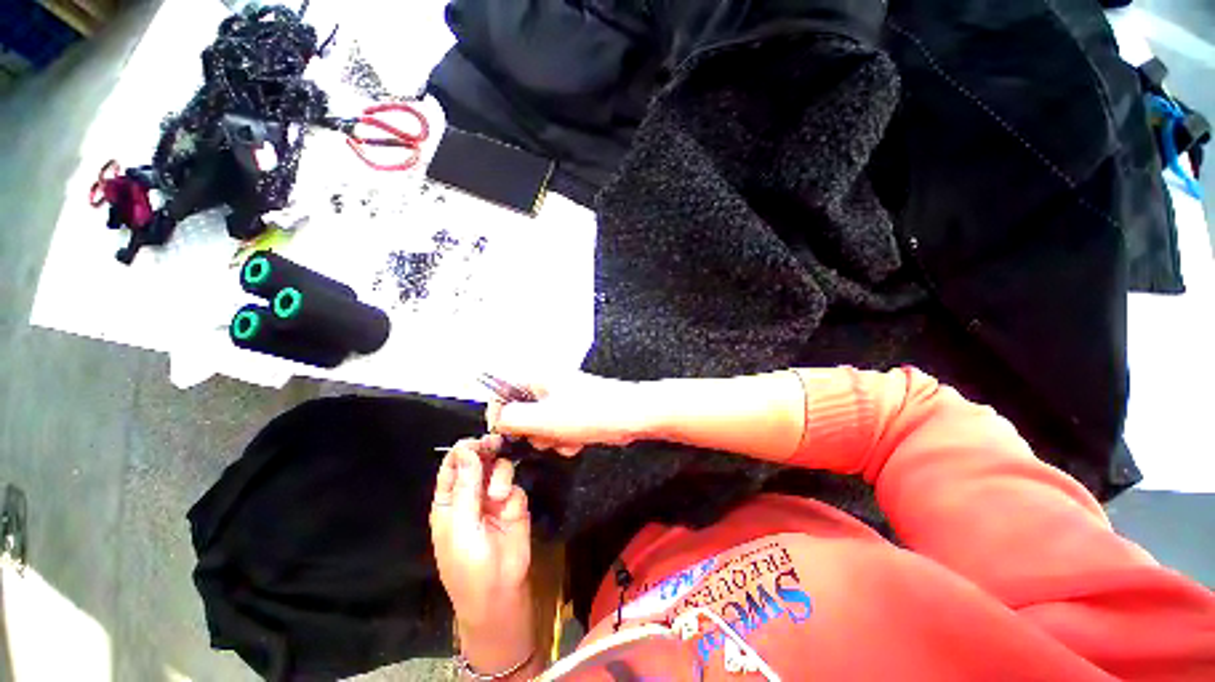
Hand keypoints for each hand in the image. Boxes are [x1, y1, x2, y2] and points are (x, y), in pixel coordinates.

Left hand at [430, 436, 530, 628]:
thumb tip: (465, 449)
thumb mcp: (461, 525)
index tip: (477, 441)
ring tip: (499, 495)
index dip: (464, 451)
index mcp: (449, 500)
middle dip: (487, 452)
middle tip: (495, 444)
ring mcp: (495, 498)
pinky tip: (509, 507)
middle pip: (479, 461)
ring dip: (500, 476)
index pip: (453, 465)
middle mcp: (472, 494)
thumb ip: (465, 485)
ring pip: (499, 468)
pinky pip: (516, 485)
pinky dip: (512, 493)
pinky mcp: (515, 504)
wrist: (499, 592)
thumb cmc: (467, 564)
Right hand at [486, 372, 649, 456]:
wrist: (630, 416)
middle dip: (533, 432)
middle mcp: (548, 385)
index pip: (502, 392)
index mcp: (537, 378)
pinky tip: (577, 442)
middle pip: (522, 413)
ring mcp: (563, 398)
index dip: (501, 415)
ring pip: (541, 426)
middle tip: (547, 436)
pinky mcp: (575, 411)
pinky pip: (559, 429)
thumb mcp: (543, 418)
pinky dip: (565, 439)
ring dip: (551, 439)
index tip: (507, 435)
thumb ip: (512, 419)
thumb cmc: (588, 413)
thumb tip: (498, 422)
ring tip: (567, 439)